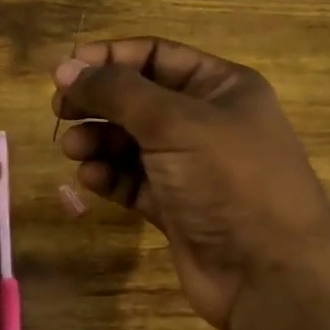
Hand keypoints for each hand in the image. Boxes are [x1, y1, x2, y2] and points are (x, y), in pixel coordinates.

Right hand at [52, 38, 329, 329]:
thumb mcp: (174, 122)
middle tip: (59, 110)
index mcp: (220, 87)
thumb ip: (117, 92)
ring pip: (130, 142)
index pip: (155, 55)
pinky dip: (109, 176)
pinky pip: (132, 180)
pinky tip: (90, 179)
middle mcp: (205, 121)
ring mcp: (189, 166)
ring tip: (72, 149)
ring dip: (98, 140)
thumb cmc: (229, 180)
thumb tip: (66, 67)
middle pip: (138, 99)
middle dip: (98, 102)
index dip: (109, 58)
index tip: (65, 70)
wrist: (270, 274)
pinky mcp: (174, 206)